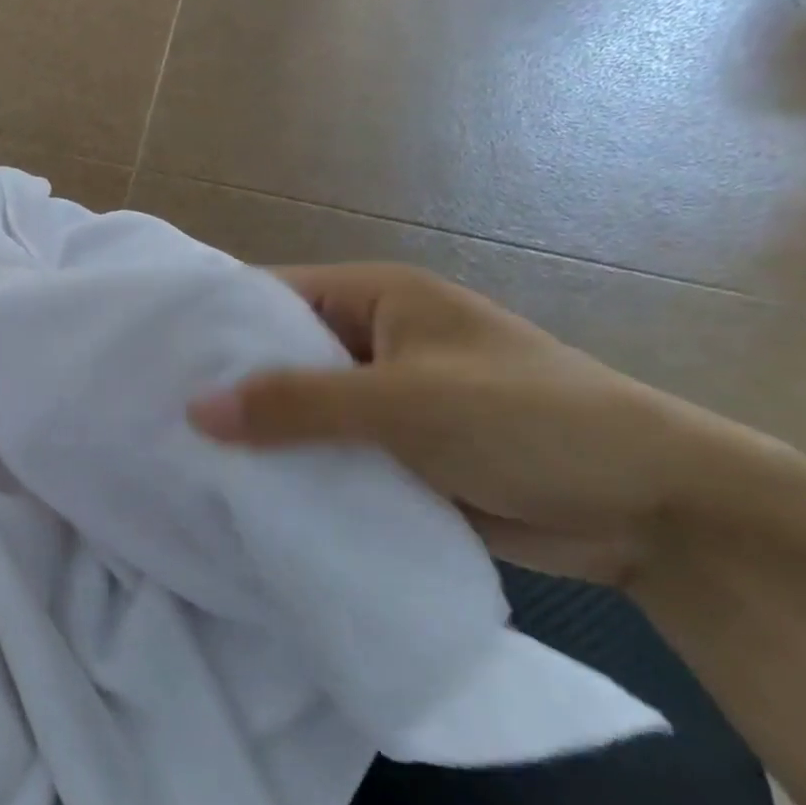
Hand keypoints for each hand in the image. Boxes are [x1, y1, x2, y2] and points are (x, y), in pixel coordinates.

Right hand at [190, 264, 784, 587]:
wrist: (653, 508)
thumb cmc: (528, 420)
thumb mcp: (405, 402)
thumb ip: (298, 404)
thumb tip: (194, 408)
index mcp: (375, 298)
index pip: (272, 296)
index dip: (215, 325)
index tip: (152, 358)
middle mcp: (370, 340)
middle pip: (279, 356)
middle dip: (228, 386)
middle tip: (152, 417)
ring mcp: (381, 401)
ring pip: (299, 411)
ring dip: (257, 436)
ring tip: (179, 461)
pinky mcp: (393, 455)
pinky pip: (325, 455)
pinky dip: (291, 471)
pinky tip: (239, 496)